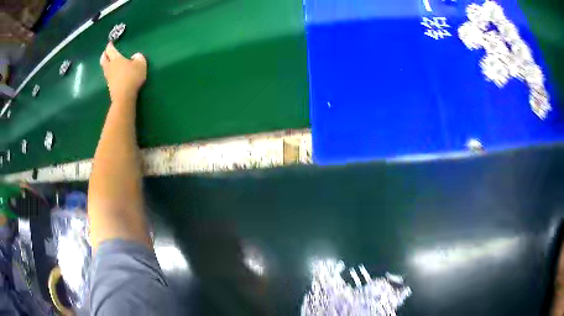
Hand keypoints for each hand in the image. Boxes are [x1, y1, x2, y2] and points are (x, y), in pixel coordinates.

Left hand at [100, 42, 146, 103]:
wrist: (124, 97)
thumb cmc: (132, 77)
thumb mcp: (141, 64)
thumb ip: (139, 57)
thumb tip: (134, 56)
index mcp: (116, 59)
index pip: (110, 50)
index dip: (110, 45)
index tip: (110, 42)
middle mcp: (110, 66)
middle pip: (103, 59)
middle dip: (104, 54)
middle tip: (106, 52)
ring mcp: (108, 76)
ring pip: (104, 67)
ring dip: (105, 63)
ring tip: (108, 61)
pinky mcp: (109, 85)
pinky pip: (107, 74)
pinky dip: (108, 71)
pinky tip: (113, 71)